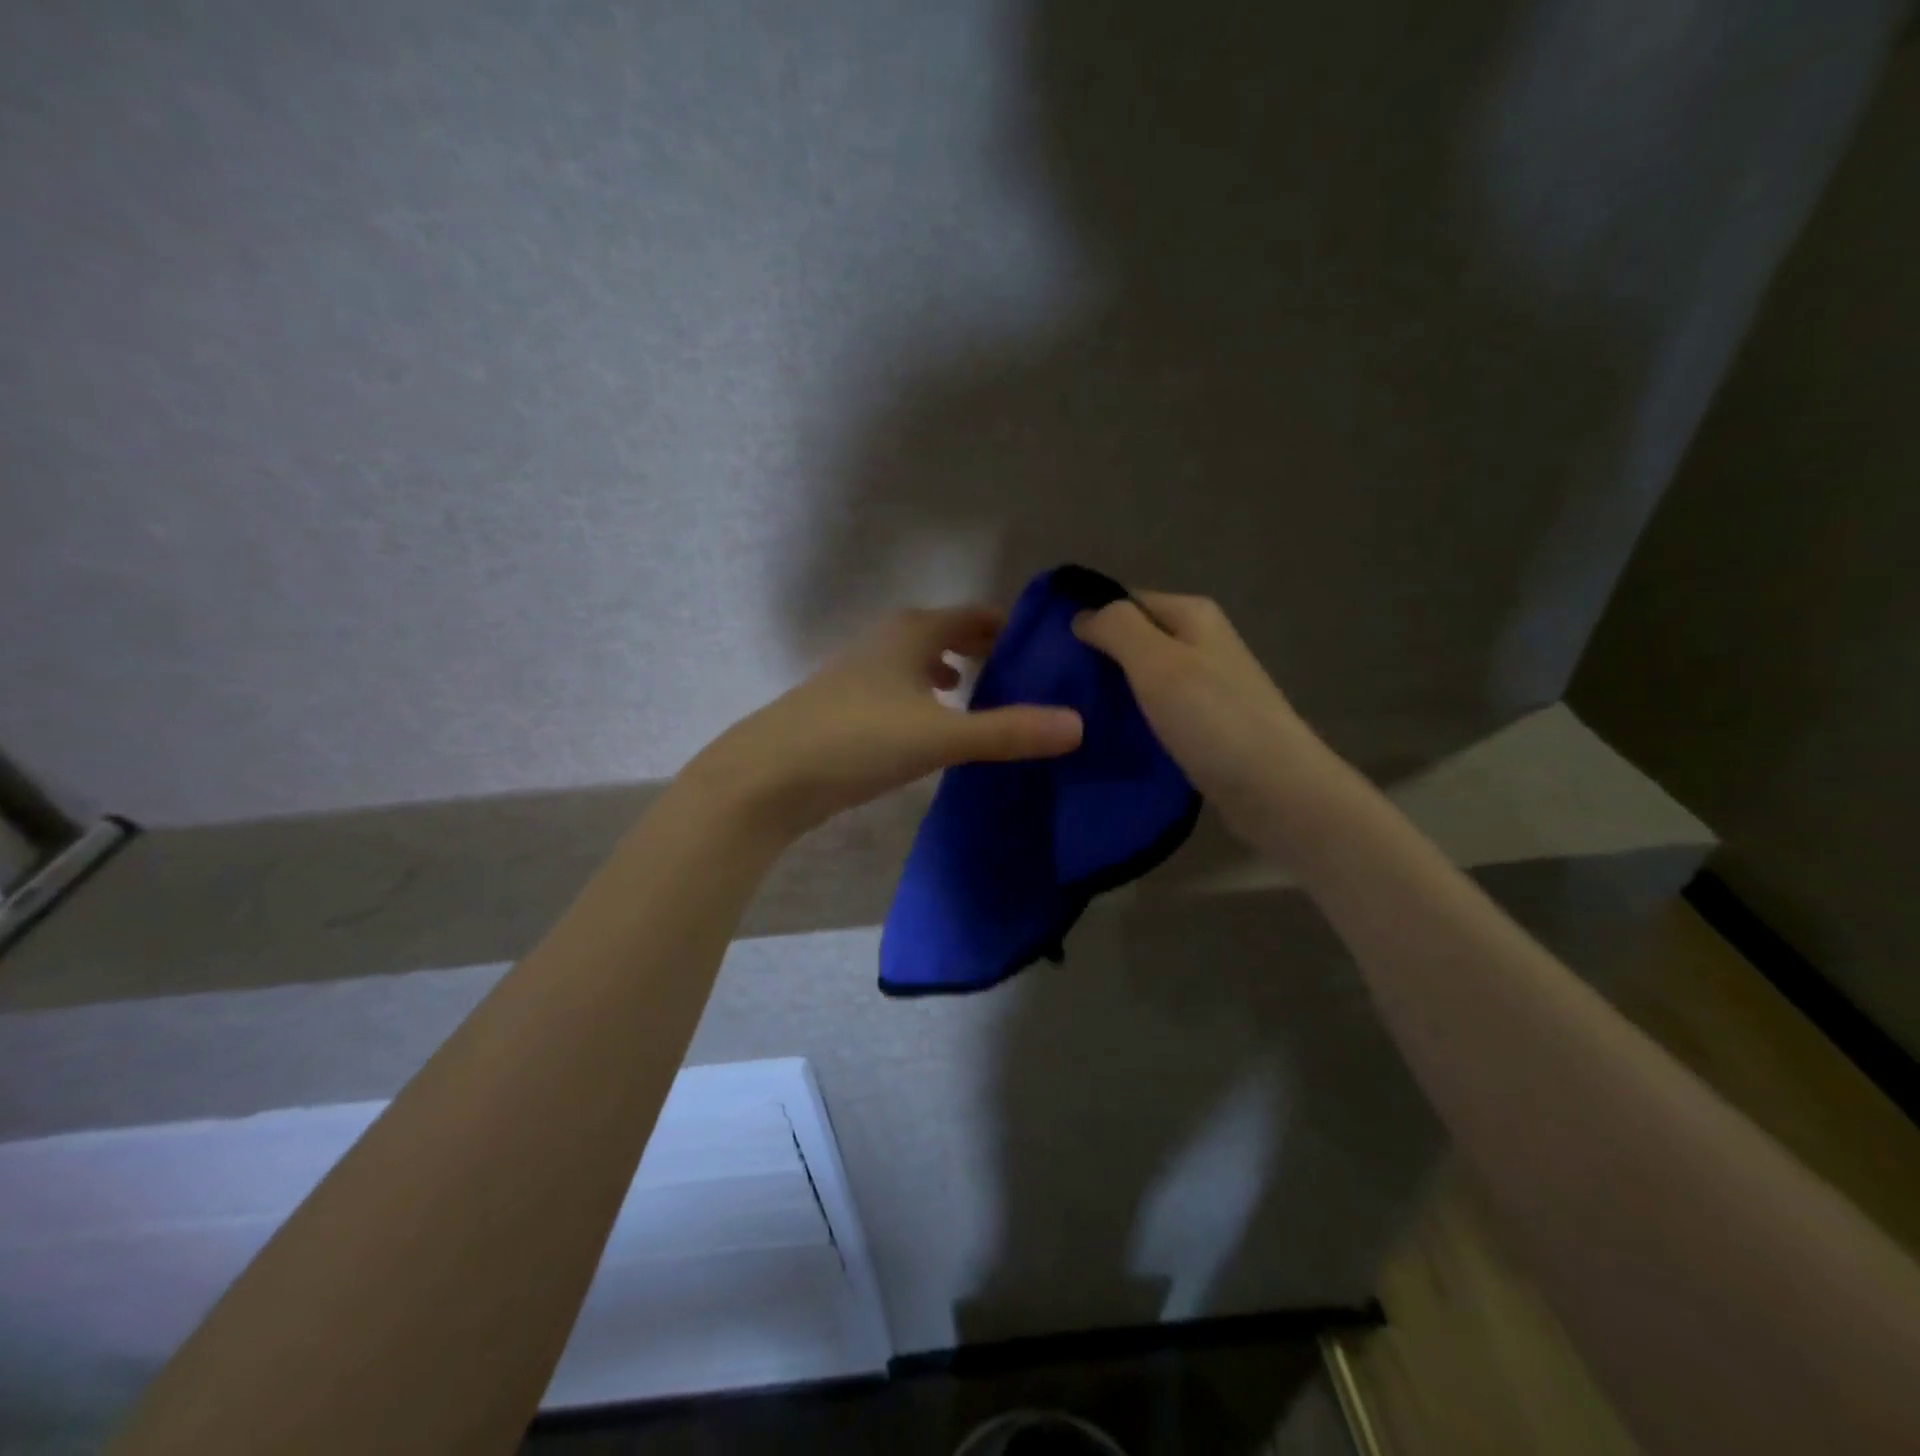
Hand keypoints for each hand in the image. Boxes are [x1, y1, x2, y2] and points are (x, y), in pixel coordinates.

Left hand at [687, 606, 1084, 839]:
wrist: (766, 776)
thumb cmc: (857, 740)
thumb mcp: (940, 736)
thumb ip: (1008, 731)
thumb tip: (1078, 725)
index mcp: (911, 633)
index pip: (973, 616)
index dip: (1008, 627)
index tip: (1044, 646)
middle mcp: (884, 643)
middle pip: (944, 634)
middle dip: (982, 649)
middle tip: (1023, 673)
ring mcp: (858, 675)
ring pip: (917, 663)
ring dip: (949, 673)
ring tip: (982, 694)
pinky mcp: (843, 709)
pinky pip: (898, 691)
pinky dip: (923, 699)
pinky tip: (929, 727)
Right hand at [1073, 593, 1336, 847]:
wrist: (1275, 791)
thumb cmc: (1213, 719)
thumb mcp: (1157, 662)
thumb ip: (1117, 628)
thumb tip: (1082, 615)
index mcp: (1192, 616)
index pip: (1124, 601)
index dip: (1087, 620)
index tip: (1047, 653)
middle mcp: (1200, 643)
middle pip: (1133, 640)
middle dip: (1095, 660)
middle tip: (1052, 690)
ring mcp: (1205, 686)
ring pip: (1142, 679)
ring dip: (1111, 694)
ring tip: (1069, 716)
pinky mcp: (1204, 725)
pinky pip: (1155, 711)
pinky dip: (1131, 720)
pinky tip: (1105, 738)